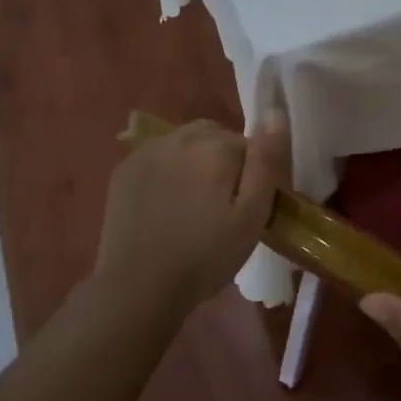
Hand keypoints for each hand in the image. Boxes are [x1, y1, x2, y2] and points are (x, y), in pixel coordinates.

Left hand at [94, 113, 289, 316]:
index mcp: (216, 146)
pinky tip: (165, 204)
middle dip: (224, 162)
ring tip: (193, 204)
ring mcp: (147, 151)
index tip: (248, 207)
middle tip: (222, 206)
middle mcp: (181, 137)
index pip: (249, 145)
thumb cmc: (205, 256)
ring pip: (186, 144)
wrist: (138, 287)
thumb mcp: (251, 216)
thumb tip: (276, 112)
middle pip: (216, 137)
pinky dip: (167, 171)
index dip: (253, 175)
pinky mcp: (124, 169)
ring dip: (195, 162)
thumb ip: (266, 161)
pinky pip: (158, 157)